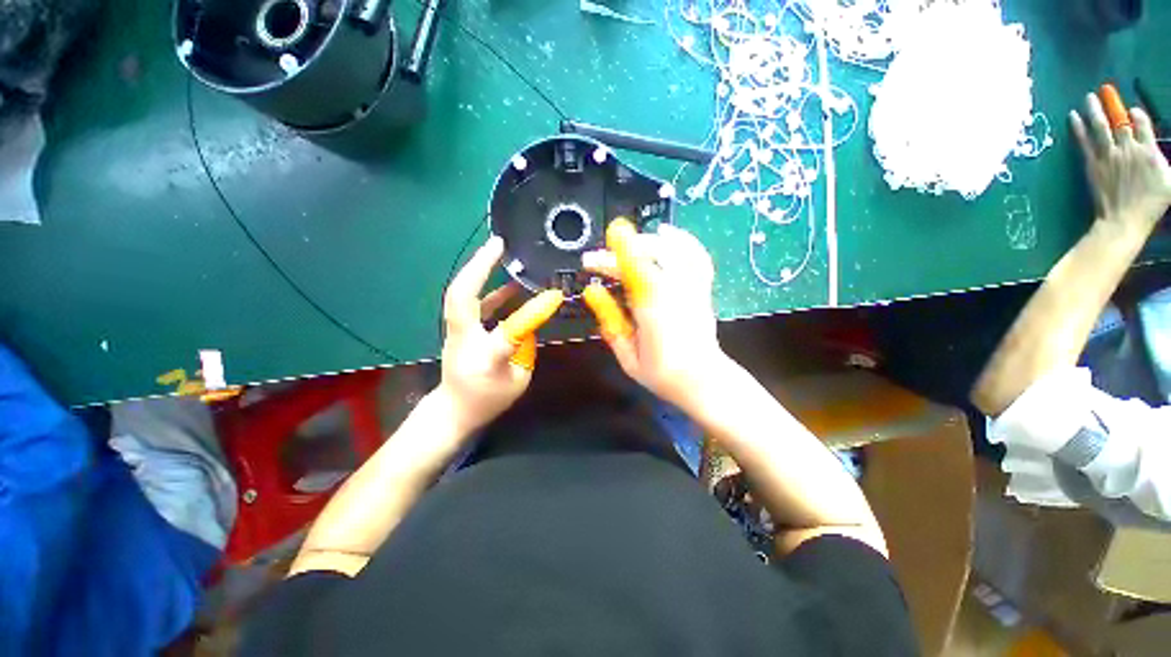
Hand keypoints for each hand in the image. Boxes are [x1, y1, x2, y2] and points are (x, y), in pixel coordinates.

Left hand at [438, 236, 561, 434]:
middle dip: (478, 267)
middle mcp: (464, 340)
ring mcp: (456, 332)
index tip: (553, 297)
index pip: (507, 333)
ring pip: (459, 295)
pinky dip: (487, 289)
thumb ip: (525, 347)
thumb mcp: (519, 381)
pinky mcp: (456, 328)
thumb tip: (530, 319)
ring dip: (478, 270)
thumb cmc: (488, 400)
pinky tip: (509, 284)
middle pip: (460, 298)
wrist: (453, 410)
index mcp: (484, 360)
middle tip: (497, 244)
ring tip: (499, 250)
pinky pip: (470, 303)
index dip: (530, 314)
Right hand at [582, 221, 729, 413]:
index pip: (629, 270)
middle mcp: (674, 291)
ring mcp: (692, 287)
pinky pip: (695, 256)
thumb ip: (609, 321)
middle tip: (599, 260)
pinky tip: (666, 232)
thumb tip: (591, 292)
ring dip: (644, 242)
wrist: (703, 380)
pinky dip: (681, 240)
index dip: (608, 260)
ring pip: (670, 249)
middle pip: (647, 255)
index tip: (590, 260)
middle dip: (619, 252)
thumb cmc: (662, 374)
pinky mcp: (702, 288)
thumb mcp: (627, 355)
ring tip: (625, 242)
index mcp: (653, 309)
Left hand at [1071, 90, 1170, 232]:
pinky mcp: (1092, 164)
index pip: (1142, 124)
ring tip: (1088, 97)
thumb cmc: (1151, 203)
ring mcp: (1108, 156)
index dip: (1138, 115)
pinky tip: (1072, 116)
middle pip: (1119, 121)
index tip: (1133, 110)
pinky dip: (1078, 127)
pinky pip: (1084, 141)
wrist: (1124, 220)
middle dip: (1112, 104)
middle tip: (1104, 90)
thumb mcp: (1170, 181)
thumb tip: (1160, 148)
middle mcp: (1128, 148)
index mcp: (1148, 151)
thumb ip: (1166, 161)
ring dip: (1094, 109)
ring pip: (1100, 126)